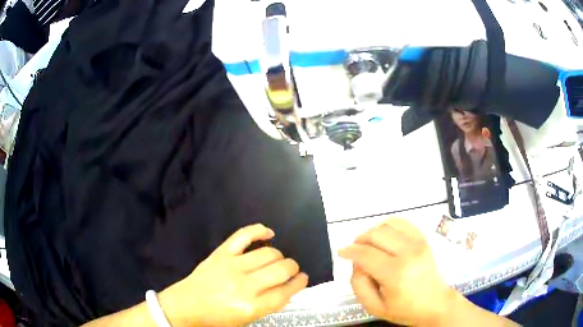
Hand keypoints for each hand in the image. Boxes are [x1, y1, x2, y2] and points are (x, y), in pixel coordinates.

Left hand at [159, 224, 307, 326]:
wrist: (187, 306)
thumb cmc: (217, 318)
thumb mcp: (247, 319)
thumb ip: (269, 304)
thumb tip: (286, 288)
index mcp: (252, 306)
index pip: (285, 292)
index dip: (299, 283)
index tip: (303, 279)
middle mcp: (245, 285)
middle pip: (281, 270)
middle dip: (293, 269)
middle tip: (292, 270)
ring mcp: (232, 266)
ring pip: (268, 253)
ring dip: (280, 256)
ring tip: (279, 260)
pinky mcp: (221, 253)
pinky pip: (243, 236)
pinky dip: (258, 231)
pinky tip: (269, 233)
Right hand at [339, 218, 454, 325]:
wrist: (435, 303)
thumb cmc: (405, 309)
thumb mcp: (374, 307)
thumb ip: (358, 285)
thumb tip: (356, 263)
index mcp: (395, 273)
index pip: (365, 254)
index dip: (349, 251)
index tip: (341, 252)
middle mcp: (408, 253)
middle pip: (376, 234)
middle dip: (359, 240)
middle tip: (354, 250)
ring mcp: (418, 243)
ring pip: (387, 225)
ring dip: (373, 232)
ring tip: (368, 244)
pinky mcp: (423, 239)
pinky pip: (402, 222)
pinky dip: (388, 226)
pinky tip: (385, 237)